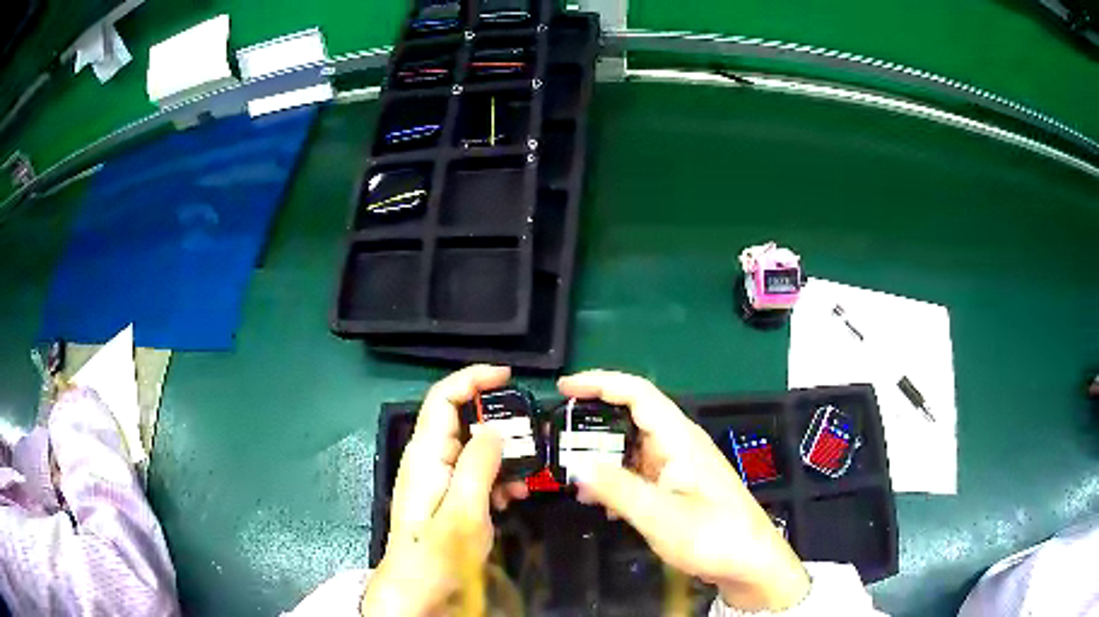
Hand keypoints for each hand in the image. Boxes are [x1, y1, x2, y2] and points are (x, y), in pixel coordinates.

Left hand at [361, 365, 528, 615]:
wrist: (417, 589)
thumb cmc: (438, 553)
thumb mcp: (465, 510)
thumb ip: (478, 464)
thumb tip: (495, 429)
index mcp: (426, 454)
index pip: (443, 398)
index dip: (473, 378)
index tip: (508, 376)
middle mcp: (428, 458)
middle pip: (461, 421)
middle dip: (498, 426)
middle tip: (532, 442)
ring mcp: (435, 477)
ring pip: (472, 448)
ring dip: (502, 458)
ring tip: (524, 481)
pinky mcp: (445, 494)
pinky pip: (473, 472)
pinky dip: (495, 477)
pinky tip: (510, 498)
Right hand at [559, 371, 810, 611]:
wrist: (751, 564)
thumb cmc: (713, 537)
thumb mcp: (660, 516)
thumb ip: (618, 489)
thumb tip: (576, 465)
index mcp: (680, 440)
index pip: (638, 394)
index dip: (601, 383)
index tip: (564, 387)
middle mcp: (680, 446)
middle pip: (633, 418)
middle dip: (595, 422)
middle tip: (558, 435)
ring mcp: (681, 468)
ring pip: (635, 449)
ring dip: (604, 457)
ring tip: (572, 476)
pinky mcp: (680, 489)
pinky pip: (641, 474)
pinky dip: (618, 481)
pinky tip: (603, 504)